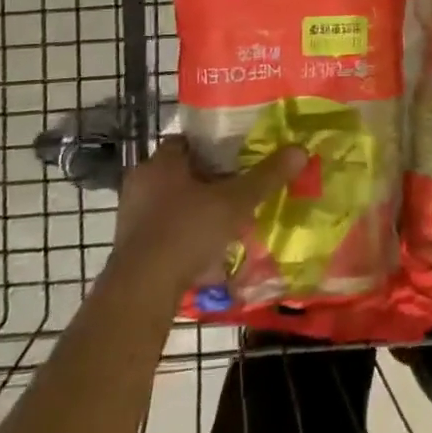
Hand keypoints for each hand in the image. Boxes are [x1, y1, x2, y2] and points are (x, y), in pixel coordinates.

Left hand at [107, 134, 305, 294]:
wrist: (142, 291)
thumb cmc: (186, 231)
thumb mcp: (235, 202)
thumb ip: (266, 176)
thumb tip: (300, 149)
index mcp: (161, 163)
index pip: (186, 140)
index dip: (212, 145)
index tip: (237, 153)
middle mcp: (141, 184)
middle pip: (181, 173)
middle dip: (208, 180)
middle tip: (238, 187)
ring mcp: (132, 218)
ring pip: (172, 204)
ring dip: (197, 210)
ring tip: (228, 221)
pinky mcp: (131, 248)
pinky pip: (165, 233)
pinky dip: (185, 238)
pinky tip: (209, 252)